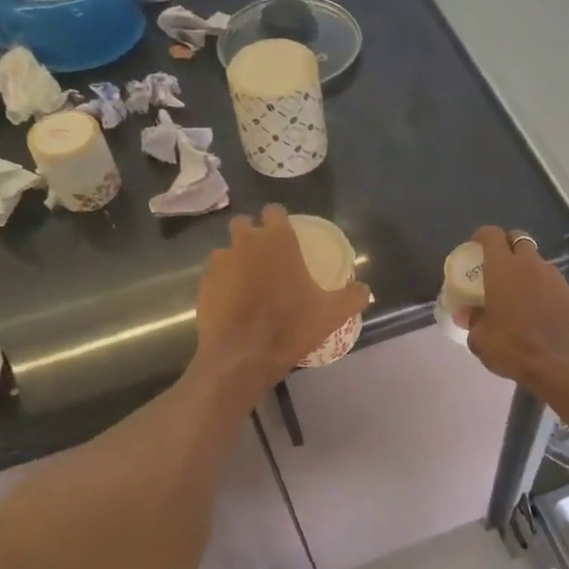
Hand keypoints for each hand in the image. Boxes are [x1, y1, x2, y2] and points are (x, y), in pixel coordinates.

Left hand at [195, 205, 368, 395]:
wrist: (242, 357)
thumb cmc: (291, 327)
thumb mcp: (332, 313)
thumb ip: (352, 296)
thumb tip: (365, 290)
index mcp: (277, 241)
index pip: (274, 211)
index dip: (280, 221)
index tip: (287, 236)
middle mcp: (245, 242)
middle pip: (244, 224)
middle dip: (253, 234)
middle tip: (267, 258)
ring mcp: (220, 263)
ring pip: (227, 250)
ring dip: (237, 260)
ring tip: (250, 284)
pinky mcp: (204, 285)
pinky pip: (216, 276)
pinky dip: (224, 284)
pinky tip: (235, 304)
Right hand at [464, 226, 568, 396]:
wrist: (563, 365)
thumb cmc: (515, 348)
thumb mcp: (481, 340)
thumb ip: (473, 320)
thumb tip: (467, 313)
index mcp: (503, 268)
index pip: (491, 235)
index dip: (482, 236)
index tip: (475, 246)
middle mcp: (531, 265)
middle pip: (519, 241)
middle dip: (507, 247)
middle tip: (497, 267)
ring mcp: (556, 278)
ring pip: (538, 263)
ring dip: (527, 271)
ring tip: (519, 294)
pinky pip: (553, 284)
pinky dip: (544, 290)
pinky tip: (540, 312)